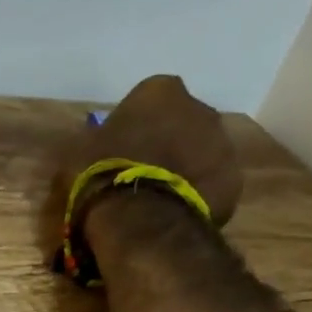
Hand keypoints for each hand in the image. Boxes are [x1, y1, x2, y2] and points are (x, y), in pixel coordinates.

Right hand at [42, 74, 243, 254]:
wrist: (141, 220)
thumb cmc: (103, 174)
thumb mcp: (78, 151)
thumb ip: (95, 140)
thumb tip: (95, 147)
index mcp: (160, 91)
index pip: (149, 99)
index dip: (136, 123)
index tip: (122, 146)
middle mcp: (200, 108)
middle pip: (183, 122)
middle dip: (167, 141)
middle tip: (143, 171)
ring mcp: (223, 144)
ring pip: (202, 152)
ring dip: (185, 167)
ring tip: (159, 197)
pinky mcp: (233, 180)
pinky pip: (212, 183)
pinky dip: (198, 193)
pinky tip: (176, 213)